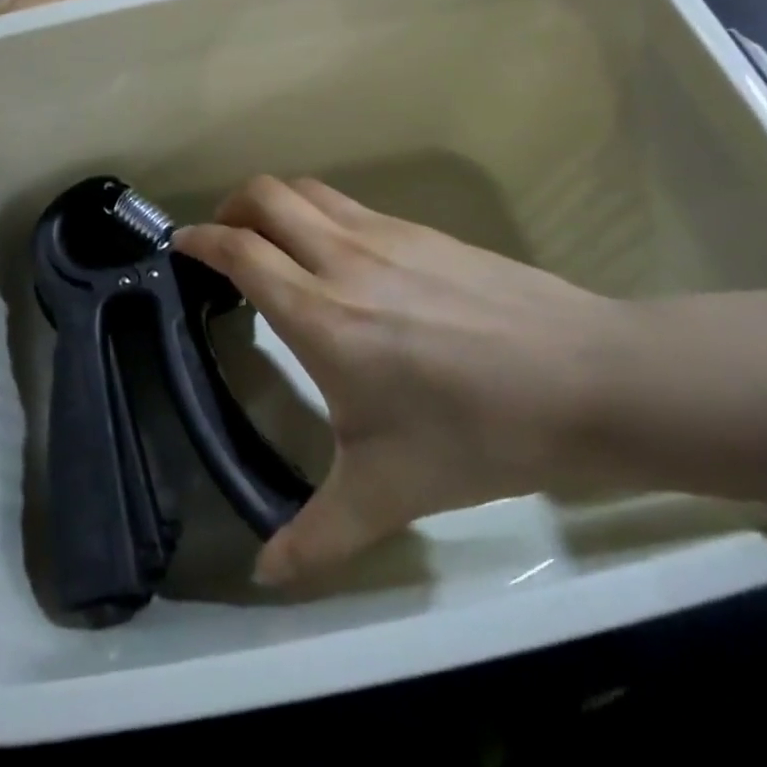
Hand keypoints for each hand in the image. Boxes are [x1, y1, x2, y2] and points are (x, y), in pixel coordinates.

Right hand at [174, 176, 617, 585]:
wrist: (586, 379)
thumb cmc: (477, 433)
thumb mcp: (390, 492)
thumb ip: (319, 535)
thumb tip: (266, 577)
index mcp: (320, 315)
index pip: (239, 250)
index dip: (199, 240)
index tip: (179, 247)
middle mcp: (342, 259)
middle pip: (265, 196)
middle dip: (230, 207)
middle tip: (224, 242)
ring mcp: (385, 235)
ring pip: (307, 190)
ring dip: (275, 203)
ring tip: (273, 241)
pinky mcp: (421, 229)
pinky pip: (348, 203)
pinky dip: (320, 212)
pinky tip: (340, 257)